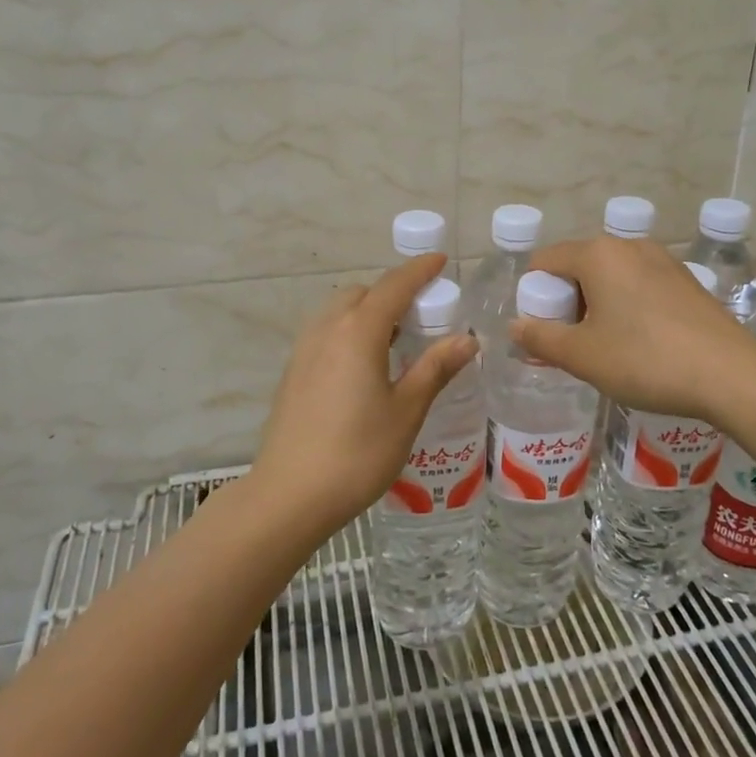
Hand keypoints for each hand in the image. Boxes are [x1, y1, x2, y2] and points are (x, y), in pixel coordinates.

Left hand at [250, 254, 478, 529]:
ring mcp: (304, 351)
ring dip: (368, 312)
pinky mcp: (292, 372)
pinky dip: (349, 331)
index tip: (440, 261)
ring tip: (395, 343)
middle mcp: (327, 330)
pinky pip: (326, 333)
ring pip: (339, 311)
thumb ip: (435, 368)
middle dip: (392, 293)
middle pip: (362, 293)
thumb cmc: (357, 453)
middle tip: (422, 317)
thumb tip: (466, 339)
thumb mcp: (406, 412)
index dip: (419, 270)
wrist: (288, 496)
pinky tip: (364, 367)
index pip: (394, 286)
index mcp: (358, 332)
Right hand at [511, 237, 754, 426]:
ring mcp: (662, 260)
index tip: (543, 333)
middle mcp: (628, 246)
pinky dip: (627, 308)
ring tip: (607, 349)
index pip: (545, 262)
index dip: (534, 297)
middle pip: (578, 268)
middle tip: (573, 346)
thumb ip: (540, 338)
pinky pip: (639, 286)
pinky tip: (641, 344)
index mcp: (597, 254)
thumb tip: (515, 327)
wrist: (731, 373)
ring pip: (611, 278)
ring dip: (597, 307)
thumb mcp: (582, 355)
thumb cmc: (645, 360)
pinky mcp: (686, 280)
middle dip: (567, 304)